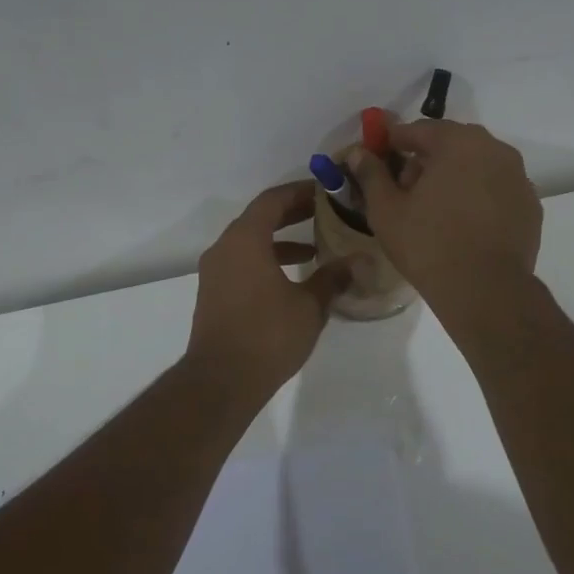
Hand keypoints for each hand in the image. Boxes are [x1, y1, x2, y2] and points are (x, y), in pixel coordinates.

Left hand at [187, 182, 356, 396]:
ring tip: (315, 248)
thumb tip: (359, 261)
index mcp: (245, 240)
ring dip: (280, 240)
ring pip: (250, 242)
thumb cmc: (268, 335)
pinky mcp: (214, 294)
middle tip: (325, 213)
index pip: (272, 200)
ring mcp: (215, 272)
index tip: (325, 192)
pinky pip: (242, 262)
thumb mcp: (309, 305)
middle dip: (292, 214)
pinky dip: (266, 260)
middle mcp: (224, 248)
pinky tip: (292, 279)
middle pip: (259, 218)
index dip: (299, 192)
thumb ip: (333, 278)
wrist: (221, 380)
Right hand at [351, 121, 541, 321]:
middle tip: (406, 188)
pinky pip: (497, 189)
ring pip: (478, 165)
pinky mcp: (531, 205)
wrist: (485, 290)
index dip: (394, 141)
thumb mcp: (386, 210)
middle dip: (427, 159)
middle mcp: (495, 149)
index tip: (379, 156)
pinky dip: (479, 196)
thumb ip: (371, 174)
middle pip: (451, 144)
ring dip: (455, 176)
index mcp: (458, 142)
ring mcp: (518, 177)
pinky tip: (464, 224)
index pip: (419, 129)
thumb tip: (359, 152)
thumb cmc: (428, 245)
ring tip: (435, 209)